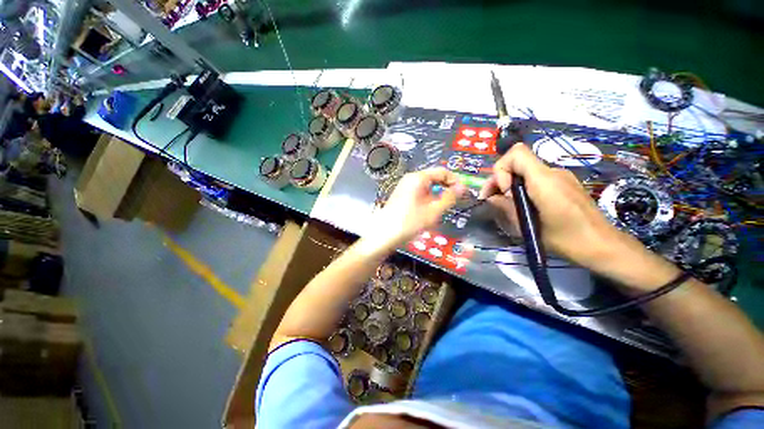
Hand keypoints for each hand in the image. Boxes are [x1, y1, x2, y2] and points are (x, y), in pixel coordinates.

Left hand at [370, 168, 465, 247]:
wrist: (383, 235)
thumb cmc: (409, 222)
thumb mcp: (433, 211)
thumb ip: (449, 198)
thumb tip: (462, 187)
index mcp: (418, 178)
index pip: (442, 172)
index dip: (455, 181)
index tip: (464, 192)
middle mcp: (410, 179)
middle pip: (434, 178)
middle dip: (446, 188)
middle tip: (456, 201)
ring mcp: (404, 187)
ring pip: (427, 187)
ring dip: (437, 195)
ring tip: (443, 208)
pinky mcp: (401, 195)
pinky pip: (419, 193)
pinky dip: (428, 199)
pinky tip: (429, 211)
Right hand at [479, 143, 624, 269]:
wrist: (604, 246)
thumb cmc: (567, 239)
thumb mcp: (529, 227)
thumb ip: (506, 208)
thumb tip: (491, 198)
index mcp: (544, 180)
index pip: (516, 154)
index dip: (501, 170)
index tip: (503, 191)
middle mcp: (552, 172)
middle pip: (517, 163)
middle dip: (500, 180)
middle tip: (491, 201)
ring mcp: (560, 177)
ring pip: (525, 171)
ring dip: (510, 185)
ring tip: (507, 207)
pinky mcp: (564, 184)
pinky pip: (536, 179)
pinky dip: (523, 188)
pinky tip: (524, 206)